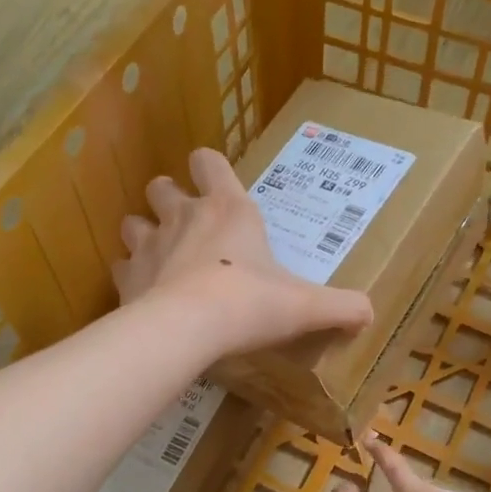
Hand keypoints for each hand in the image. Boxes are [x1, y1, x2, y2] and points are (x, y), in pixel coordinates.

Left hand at [114, 148, 373, 355]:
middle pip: (162, 187)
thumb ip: (341, 306)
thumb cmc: (251, 303)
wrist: (188, 329)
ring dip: (144, 234)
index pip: (209, 162)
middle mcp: (183, 217)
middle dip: (170, 198)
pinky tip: (144, 295)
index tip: (214, 181)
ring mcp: (148, 245)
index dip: (209, 167)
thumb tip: (369, 313)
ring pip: (132, 222)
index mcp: (229, 210)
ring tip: (161, 258)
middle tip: (186, 224)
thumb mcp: (306, 306)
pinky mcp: (125, 278)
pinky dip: (130, 277)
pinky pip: (121, 268)